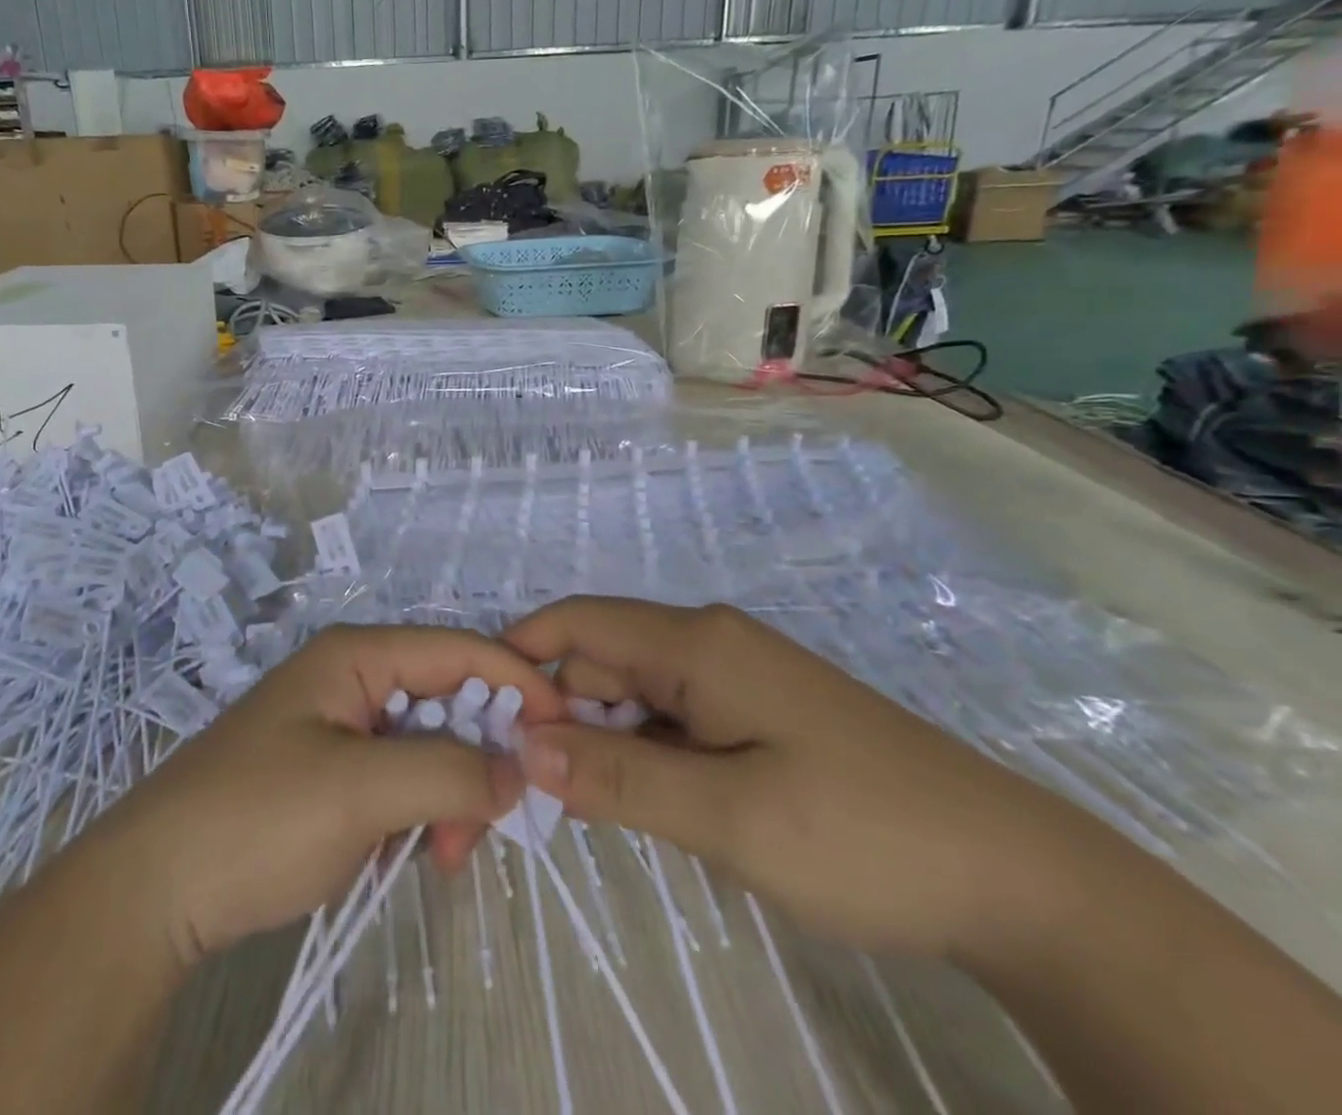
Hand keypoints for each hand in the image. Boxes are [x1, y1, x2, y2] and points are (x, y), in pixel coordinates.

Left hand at [89, 625, 565, 969]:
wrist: (155, 888)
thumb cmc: (257, 819)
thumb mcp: (359, 790)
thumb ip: (447, 771)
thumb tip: (519, 770)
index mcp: (357, 655)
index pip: (458, 649)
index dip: (517, 681)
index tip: (567, 730)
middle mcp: (353, 677)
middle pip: (448, 697)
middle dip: (480, 754)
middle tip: (489, 824)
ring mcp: (341, 724)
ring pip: (429, 743)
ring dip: (451, 791)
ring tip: (443, 853)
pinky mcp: (333, 769)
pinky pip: (402, 775)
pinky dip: (421, 809)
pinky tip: (413, 850)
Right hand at [505, 597, 1105, 961]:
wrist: (1020, 882)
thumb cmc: (864, 835)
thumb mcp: (729, 815)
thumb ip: (617, 777)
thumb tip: (522, 748)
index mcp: (697, 643)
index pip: (576, 624)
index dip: (522, 662)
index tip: (486, 725)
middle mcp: (708, 643)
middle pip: (600, 661)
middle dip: (560, 716)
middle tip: (538, 797)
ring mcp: (734, 678)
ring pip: (633, 695)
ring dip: (601, 743)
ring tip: (590, 811)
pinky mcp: (754, 715)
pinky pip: (671, 720)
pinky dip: (643, 756)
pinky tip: (649, 804)